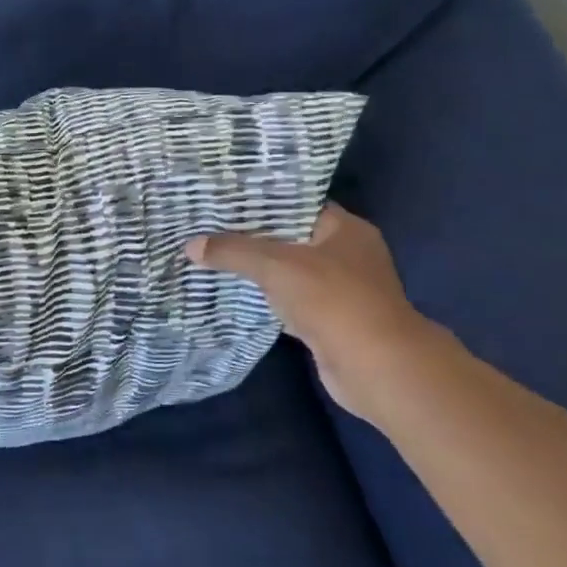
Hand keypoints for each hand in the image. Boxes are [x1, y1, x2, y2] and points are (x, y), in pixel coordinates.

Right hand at [186, 204, 439, 422]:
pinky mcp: (332, 321)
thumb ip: (233, 251)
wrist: (375, 367)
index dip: (262, 200)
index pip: (298, 204)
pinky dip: (268, 298)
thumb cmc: (332, 300)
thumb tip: (191, 245)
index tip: (225, 199)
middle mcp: (349, 255)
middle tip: (211, 226)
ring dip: (259, 269)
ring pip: (290, 271)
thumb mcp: (275, 265)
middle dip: (254, 235)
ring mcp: (343, 290)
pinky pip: (291, 300)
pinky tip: (236, 292)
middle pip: (292, 237)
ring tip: (216, 256)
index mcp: (346, 230)